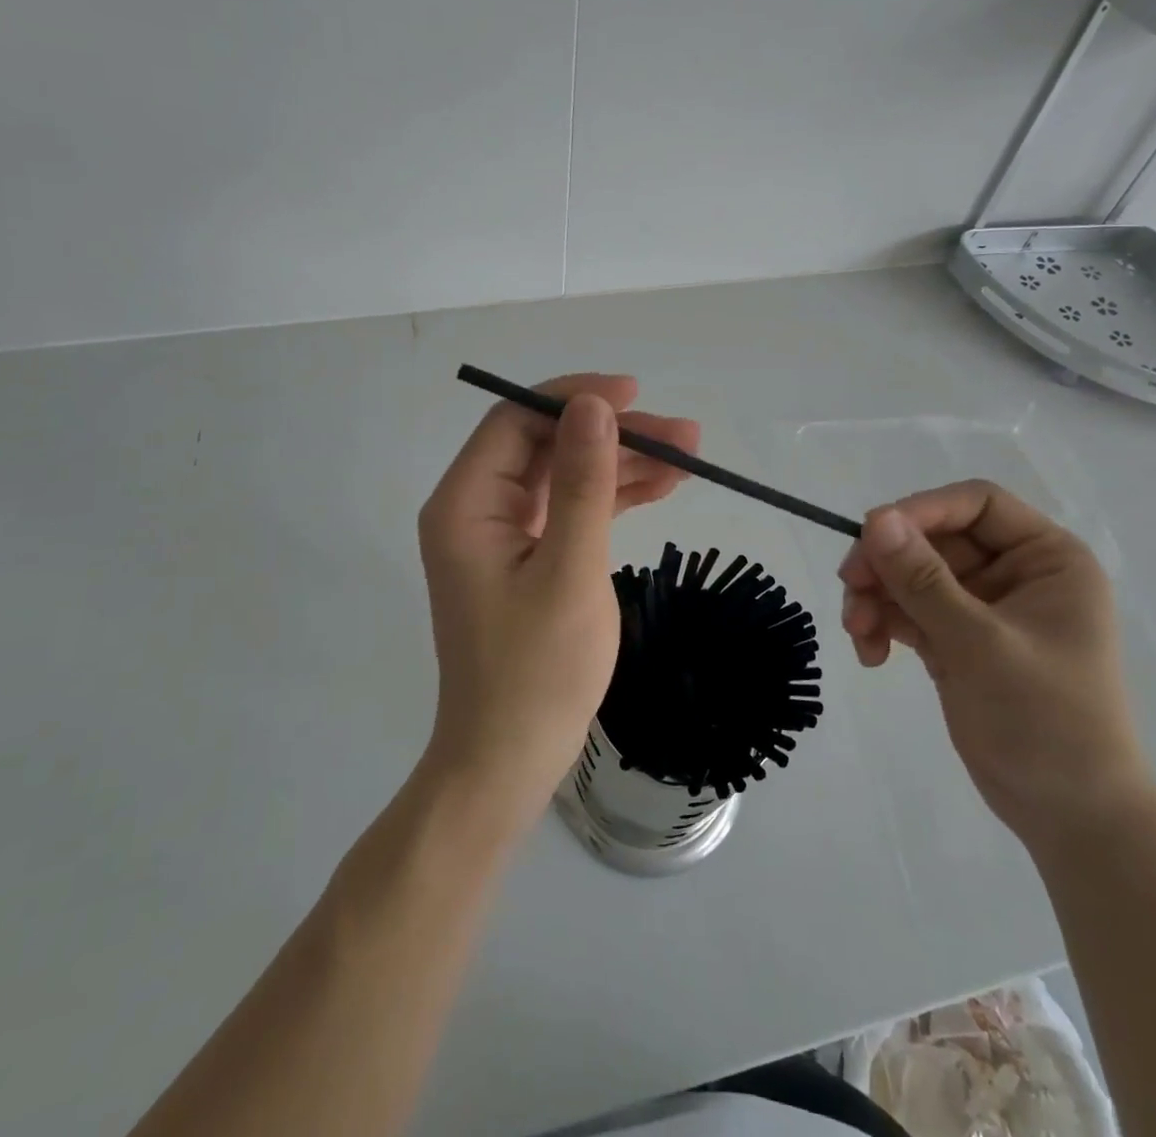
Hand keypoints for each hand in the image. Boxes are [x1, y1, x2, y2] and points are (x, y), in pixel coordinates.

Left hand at [417, 373, 700, 822]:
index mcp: (465, 504)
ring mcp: (502, 534)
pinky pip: (571, 510)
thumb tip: (593, 406)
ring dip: (622, 465)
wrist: (510, 760)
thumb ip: (583, 483)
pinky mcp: (528, 558)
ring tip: (689, 458)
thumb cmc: (536, 672)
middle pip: (547, 445)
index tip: (635, 395)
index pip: (515, 421)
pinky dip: (613, 499)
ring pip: (565, 476)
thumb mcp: (570, 571)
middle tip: (684, 435)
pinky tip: (663, 488)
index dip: (574, 399)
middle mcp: (477, 509)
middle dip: (614, 435)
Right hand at [837, 481, 1155, 859]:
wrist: (1071, 820)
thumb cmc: (1047, 723)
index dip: (922, 510)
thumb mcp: (980, 644)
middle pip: (933, 540)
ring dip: (878, 597)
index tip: (870, 534)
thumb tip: (876, 519)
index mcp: (1046, 559)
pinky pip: (909, 612)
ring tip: (858, 633)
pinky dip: (884, 625)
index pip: (977, 504)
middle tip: (850, 588)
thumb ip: (924, 579)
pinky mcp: (958, 641)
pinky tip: (870, 655)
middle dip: (888, 564)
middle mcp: (1015, 574)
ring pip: (912, 575)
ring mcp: (983, 609)